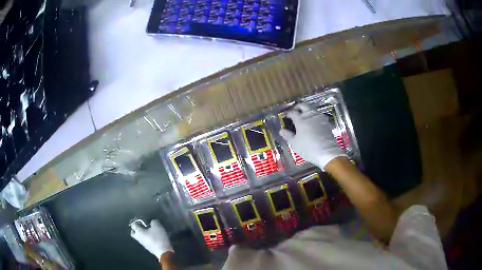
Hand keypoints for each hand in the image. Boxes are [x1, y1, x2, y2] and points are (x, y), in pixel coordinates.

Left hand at [131, 220, 172, 259]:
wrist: (164, 252)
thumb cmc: (158, 238)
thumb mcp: (157, 226)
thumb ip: (153, 221)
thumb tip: (152, 222)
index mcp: (138, 231)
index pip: (133, 224)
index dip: (137, 221)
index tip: (142, 219)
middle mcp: (138, 237)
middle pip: (133, 232)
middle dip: (136, 229)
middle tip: (142, 226)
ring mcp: (143, 244)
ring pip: (139, 237)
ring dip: (142, 234)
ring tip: (149, 231)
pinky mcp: (148, 248)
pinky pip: (144, 241)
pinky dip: (146, 238)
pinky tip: (153, 236)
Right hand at [279, 103, 345, 169]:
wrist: (327, 153)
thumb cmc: (308, 148)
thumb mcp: (295, 144)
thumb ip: (288, 135)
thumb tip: (282, 130)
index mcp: (300, 119)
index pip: (292, 112)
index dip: (287, 113)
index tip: (285, 116)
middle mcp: (310, 115)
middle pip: (303, 105)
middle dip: (297, 107)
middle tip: (294, 112)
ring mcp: (319, 117)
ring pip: (311, 109)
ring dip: (306, 110)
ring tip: (303, 117)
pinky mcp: (326, 122)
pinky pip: (318, 115)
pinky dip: (313, 116)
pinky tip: (312, 122)